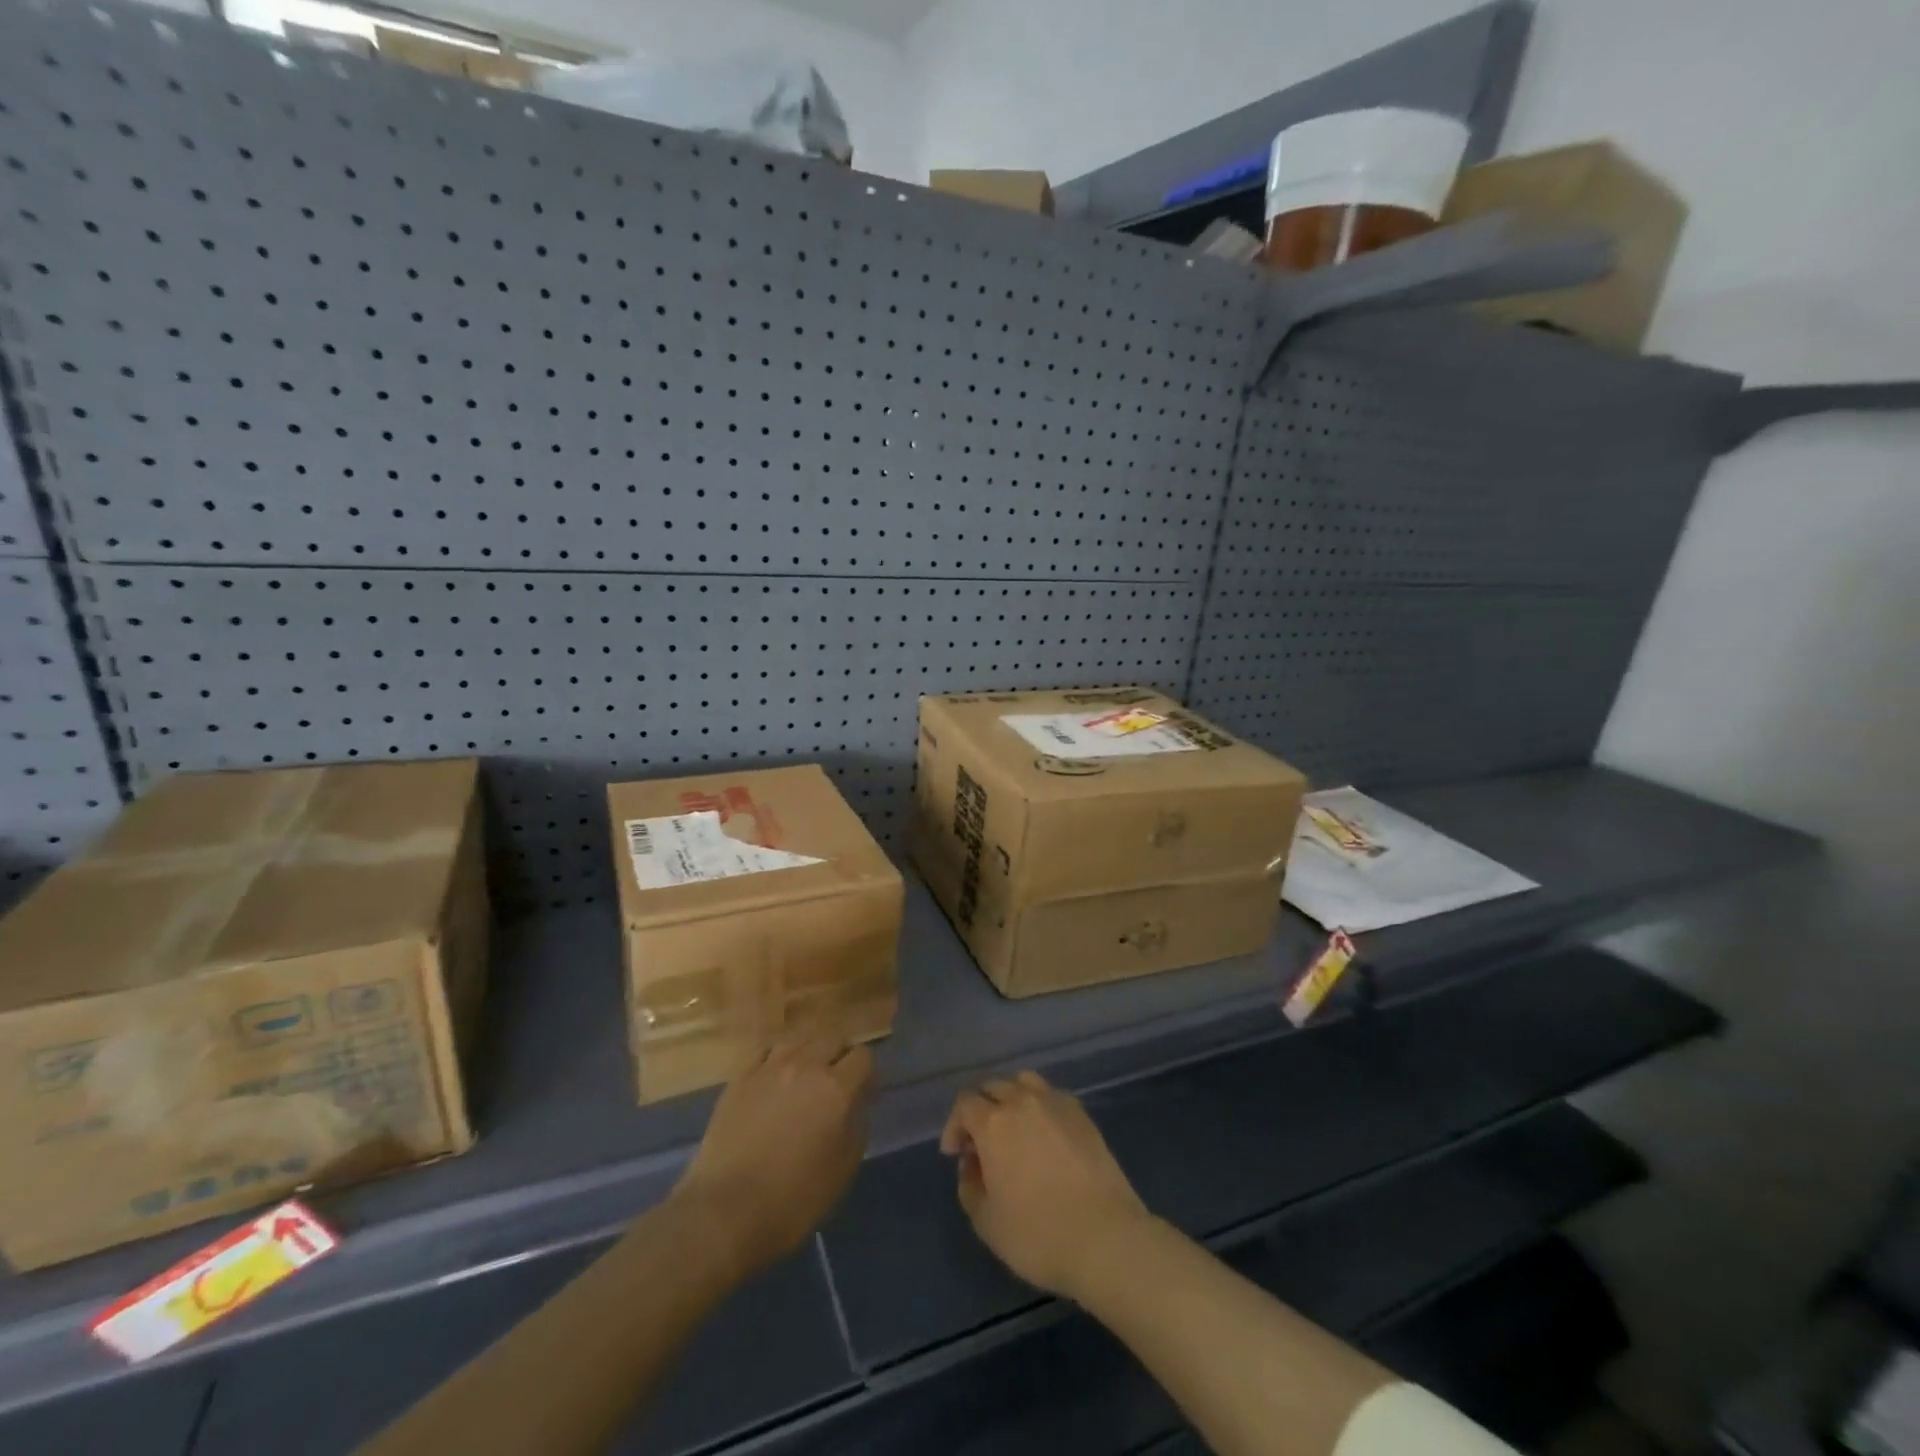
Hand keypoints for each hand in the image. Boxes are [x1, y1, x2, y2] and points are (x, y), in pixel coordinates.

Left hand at [673, 1029, 874, 1278]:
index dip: (867, 1075)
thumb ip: (857, 1126)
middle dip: (840, 1057)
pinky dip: (777, 1057)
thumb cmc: (794, 1198)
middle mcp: (806, 1066)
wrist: (726, 1211)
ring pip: (799, 1040)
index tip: (863, 1096)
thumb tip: (855, 1104)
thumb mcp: (843, 1169)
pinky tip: (775, 1076)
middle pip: (832, 1039)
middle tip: (837, 1084)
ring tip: (805, 1077)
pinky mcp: (740, 1078)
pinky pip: (766, 1051)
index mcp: (836, 1088)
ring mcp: (769, 1068)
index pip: (863, 1056)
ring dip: (809, 1054)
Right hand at [940, 1071, 1152, 1300]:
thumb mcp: (987, 1222)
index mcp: (994, 1122)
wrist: (1106, 1237)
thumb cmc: (1038, 1234)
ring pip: (1023, 1082)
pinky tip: (1043, 1134)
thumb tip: (972, 1164)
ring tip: (1012, 1127)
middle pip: (992, 1086)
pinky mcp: (1082, 1114)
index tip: (955, 1153)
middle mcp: (1022, 1101)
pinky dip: (1039, 1105)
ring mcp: (1056, 1103)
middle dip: (980, 1109)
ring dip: (1010, 1097)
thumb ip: (970, 1186)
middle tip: (980, 1143)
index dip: (955, 1125)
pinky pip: (1051, 1095)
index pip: (965, 1103)